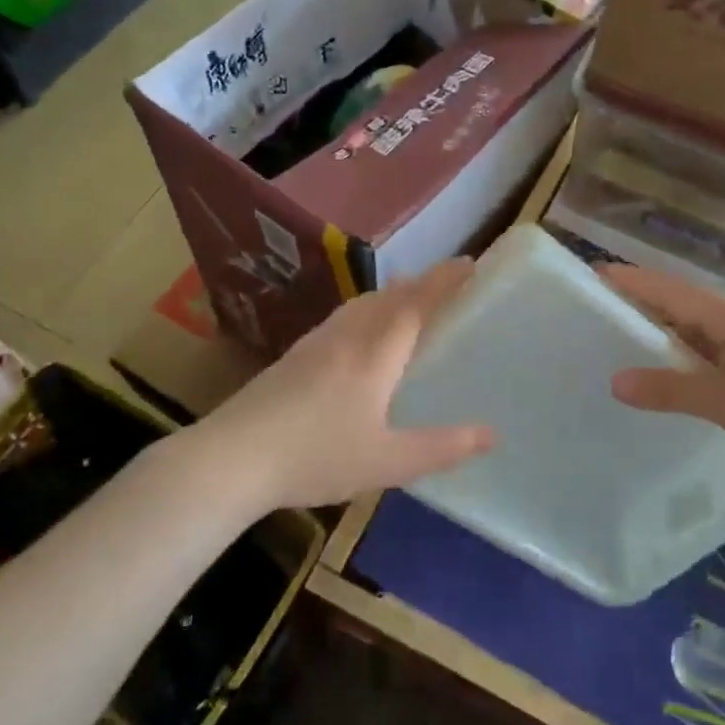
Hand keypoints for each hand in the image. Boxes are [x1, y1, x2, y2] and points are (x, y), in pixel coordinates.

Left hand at [194, 259, 495, 511]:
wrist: (233, 458)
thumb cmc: (316, 456)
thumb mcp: (387, 462)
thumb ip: (441, 448)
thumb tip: (491, 434)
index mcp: (374, 354)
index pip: (416, 303)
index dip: (444, 280)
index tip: (469, 263)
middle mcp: (346, 337)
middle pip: (388, 297)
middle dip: (420, 284)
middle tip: (445, 286)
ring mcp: (315, 343)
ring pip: (360, 305)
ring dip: (390, 295)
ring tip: (406, 304)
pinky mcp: (293, 357)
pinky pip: (341, 319)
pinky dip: (365, 312)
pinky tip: (358, 336)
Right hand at [602, 264, 724, 487]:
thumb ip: (670, 390)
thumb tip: (615, 381)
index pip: (672, 290)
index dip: (633, 281)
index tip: (594, 275)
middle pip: (683, 305)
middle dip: (642, 304)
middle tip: (597, 311)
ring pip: (698, 332)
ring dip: (663, 334)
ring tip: (621, 341)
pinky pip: (713, 354)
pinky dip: (685, 359)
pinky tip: (668, 375)